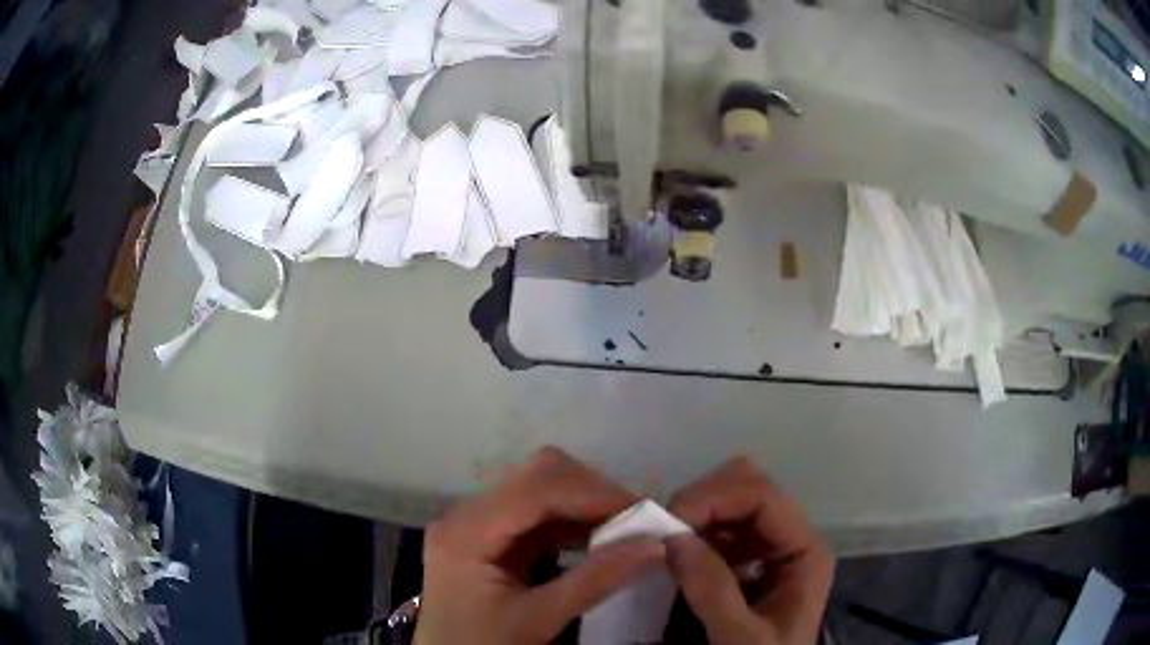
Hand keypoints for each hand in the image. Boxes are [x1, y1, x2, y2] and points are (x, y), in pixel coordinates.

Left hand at [416, 447, 665, 644]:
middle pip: (538, 476)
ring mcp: (476, 524)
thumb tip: (656, 545)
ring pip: (541, 490)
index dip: (594, 494)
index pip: (537, 489)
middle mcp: (466, 515)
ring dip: (586, 506)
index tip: (644, 514)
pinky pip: (537, 515)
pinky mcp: (489, 537)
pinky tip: (598, 541)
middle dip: (592, 493)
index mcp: (467, 532)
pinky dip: (572, 522)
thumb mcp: (539, 620)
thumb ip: (596, 580)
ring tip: (625, 531)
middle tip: (636, 523)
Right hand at [666, 457, 833, 644]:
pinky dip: (693, 531)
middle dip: (703, 500)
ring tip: (664, 543)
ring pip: (731, 501)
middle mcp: (790, 538)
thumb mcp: (741, 636)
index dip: (715, 498)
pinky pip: (719, 527)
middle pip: (748, 486)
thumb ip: (713, 590)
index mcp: (805, 550)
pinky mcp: (748, 560)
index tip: (668, 522)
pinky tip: (676, 555)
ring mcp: (769, 547)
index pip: (763, 496)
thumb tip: (673, 536)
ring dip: (695, 514)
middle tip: (664, 531)